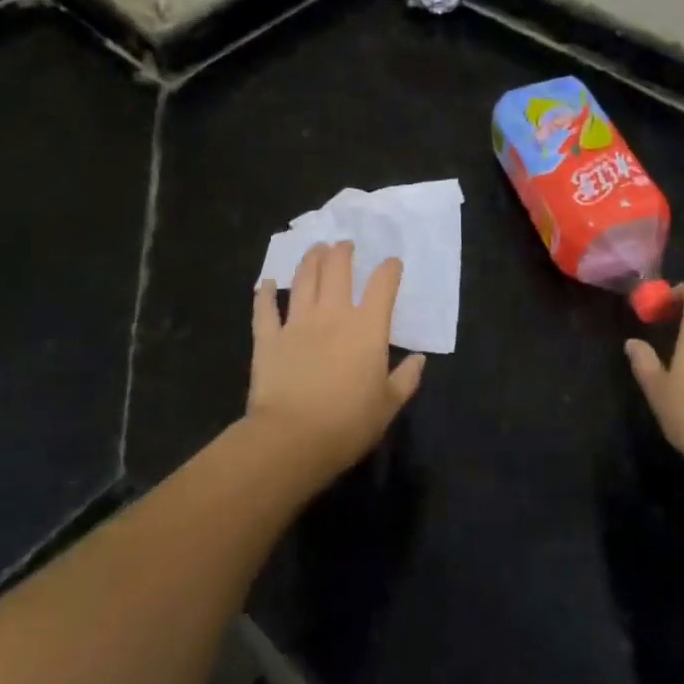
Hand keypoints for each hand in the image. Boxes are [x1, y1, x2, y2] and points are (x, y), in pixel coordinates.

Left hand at [249, 241, 424, 481]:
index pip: (382, 286)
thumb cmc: (348, 423)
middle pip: (337, 270)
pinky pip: (265, 310)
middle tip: (344, 245)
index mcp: (367, 328)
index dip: (389, 270)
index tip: (392, 264)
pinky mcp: (268, 338)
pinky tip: (265, 283)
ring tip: (315, 249)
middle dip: (342, 252)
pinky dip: (264, 294)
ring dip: (310, 260)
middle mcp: (332, 315)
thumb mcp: (388, 405)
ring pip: (303, 280)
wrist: (292, 439)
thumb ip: (406, 379)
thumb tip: (419, 359)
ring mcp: (297, 323)